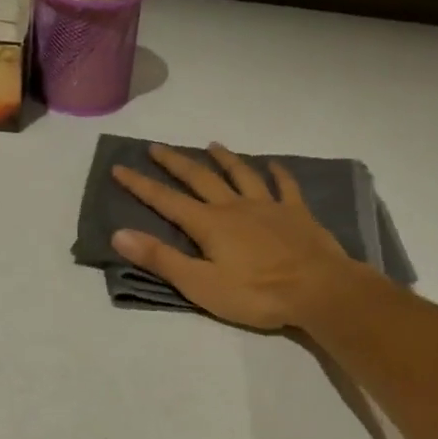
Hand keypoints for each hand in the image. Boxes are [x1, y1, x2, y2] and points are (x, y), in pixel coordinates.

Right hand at [109, 144, 371, 329]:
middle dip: (175, 163)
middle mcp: (235, 206)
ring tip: (212, 144)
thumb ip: (160, 259)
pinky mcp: (297, 214)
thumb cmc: (256, 294)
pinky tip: (274, 165)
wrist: (318, 289)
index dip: (140, 185)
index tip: (119, 167)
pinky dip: (277, 173)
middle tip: (157, 147)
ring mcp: (269, 206)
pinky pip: (285, 186)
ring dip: (224, 159)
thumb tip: (119, 234)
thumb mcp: (200, 284)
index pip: (166, 200)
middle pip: (200, 178)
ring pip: (242, 174)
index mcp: (209, 224)